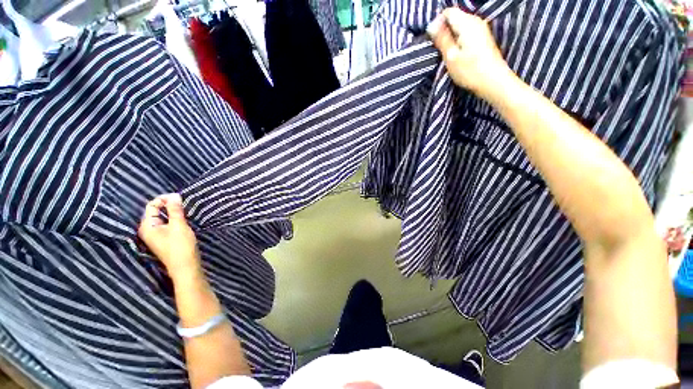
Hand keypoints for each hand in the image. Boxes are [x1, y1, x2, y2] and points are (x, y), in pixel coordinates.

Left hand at [138, 193, 201, 280]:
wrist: (185, 266)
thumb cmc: (180, 246)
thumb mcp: (179, 225)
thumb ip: (175, 210)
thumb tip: (174, 195)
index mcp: (147, 226)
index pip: (151, 206)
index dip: (164, 199)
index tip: (179, 197)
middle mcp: (147, 230)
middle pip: (155, 211)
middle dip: (168, 205)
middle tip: (183, 203)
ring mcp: (155, 235)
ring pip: (161, 218)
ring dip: (172, 212)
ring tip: (184, 210)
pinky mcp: (163, 239)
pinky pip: (165, 224)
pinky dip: (173, 219)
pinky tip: (182, 220)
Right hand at [427, 8, 512, 99]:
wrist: (493, 81)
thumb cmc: (470, 70)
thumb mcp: (451, 56)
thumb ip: (442, 39)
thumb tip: (431, 25)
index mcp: (467, 23)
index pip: (448, 12)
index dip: (437, 23)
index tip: (433, 39)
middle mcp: (475, 21)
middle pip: (454, 17)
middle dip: (444, 30)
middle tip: (438, 48)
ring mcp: (481, 29)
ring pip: (460, 26)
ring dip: (451, 37)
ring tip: (446, 52)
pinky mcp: (483, 38)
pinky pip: (466, 33)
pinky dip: (458, 40)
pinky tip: (457, 53)